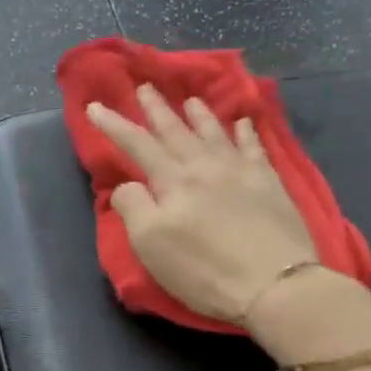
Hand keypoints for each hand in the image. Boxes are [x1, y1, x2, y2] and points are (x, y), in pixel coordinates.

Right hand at [86, 86, 370, 358]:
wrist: (274, 283)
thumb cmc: (203, 269)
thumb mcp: (151, 244)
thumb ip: (133, 207)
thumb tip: (127, 185)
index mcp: (172, 180)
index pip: (136, 144)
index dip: (114, 125)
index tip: (96, 106)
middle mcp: (205, 166)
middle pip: (176, 131)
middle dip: (157, 109)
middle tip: (145, 87)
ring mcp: (241, 171)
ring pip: (214, 133)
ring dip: (199, 115)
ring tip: (190, 100)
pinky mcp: (270, 184)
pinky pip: (255, 147)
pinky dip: (247, 132)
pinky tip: (244, 123)